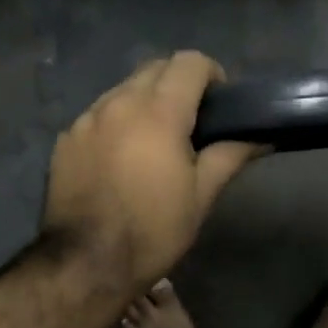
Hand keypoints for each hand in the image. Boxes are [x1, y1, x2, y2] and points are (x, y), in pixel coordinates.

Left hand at [42, 52, 260, 291]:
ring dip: (146, 101)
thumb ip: (230, 155)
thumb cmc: (153, 230)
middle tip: (192, 124)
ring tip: (155, 142)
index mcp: (157, 112)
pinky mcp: (65, 139)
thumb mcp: (201, 196)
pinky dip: (118, 122)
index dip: (211, 75)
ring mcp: (86, 119)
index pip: (189, 62)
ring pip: (124, 89)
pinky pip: (99, 114)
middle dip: (178, 84)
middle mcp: (118, 103)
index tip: (219, 105)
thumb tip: (262, 136)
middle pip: (155, 68)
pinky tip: (122, 159)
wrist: (85, 264)